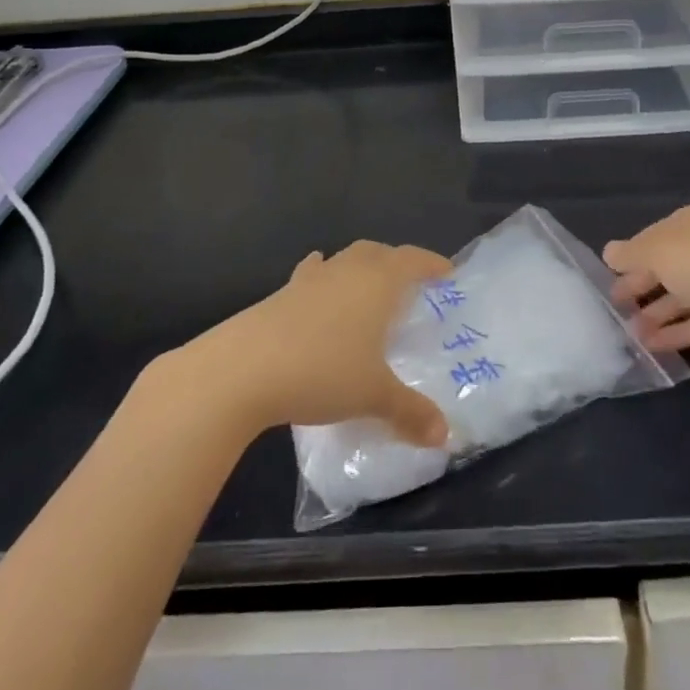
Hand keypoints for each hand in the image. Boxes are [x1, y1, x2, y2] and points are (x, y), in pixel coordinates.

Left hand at [184, 241, 452, 447]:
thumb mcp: (373, 396)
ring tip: (366, 292)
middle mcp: (346, 271)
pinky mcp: (279, 295)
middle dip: (396, 262)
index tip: (447, 273)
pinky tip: (317, 297)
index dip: (431, 263)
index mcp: (377, 283)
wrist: (242, 370)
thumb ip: (411, 412)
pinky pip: (310, 277)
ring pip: (343, 260)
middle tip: (410, 286)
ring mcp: (309, 279)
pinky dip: (322, 281)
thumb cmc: (322, 372)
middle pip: (377, 252)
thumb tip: (445, 437)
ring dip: (359, 270)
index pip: (412, 260)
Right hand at [605, 205, 689, 359]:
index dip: (629, 257)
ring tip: (630, 335)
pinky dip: (677, 332)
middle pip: (666, 266)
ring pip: (682, 296)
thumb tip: (609, 252)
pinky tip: (653, 347)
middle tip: (616, 307)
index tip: (608, 278)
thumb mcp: (659, 253)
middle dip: (641, 286)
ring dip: (656, 313)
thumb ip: (630, 254)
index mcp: (689, 223)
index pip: (651, 237)